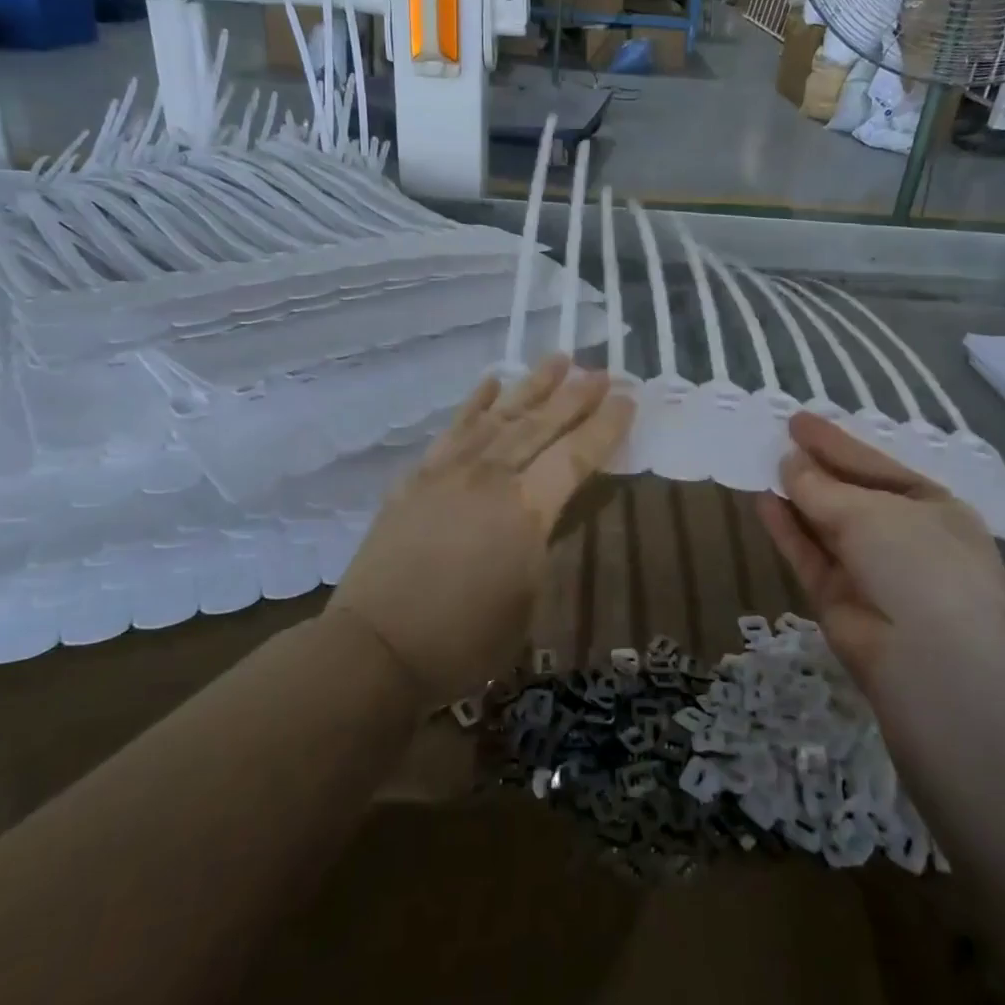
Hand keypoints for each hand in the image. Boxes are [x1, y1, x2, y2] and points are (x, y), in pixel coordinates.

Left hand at [328, 355, 633, 705]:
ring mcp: (449, 471)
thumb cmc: (464, 639)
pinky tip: (491, 382)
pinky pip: (453, 429)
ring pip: (500, 416)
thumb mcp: (527, 599)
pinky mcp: (418, 476)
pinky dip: (475, 403)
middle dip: (574, 395)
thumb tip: (553, 508)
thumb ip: (544, 542)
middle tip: (601, 370)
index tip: (627, 397)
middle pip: (540, 425)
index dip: (604, 426)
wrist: (377, 646)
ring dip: (531, 385)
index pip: (575, 455)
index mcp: (526, 511)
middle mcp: (490, 477)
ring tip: (558, 359)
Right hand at [755, 411, 1004, 688]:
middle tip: (777, 440)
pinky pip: (809, 557)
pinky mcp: (839, 603)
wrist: (938, 668)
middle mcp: (903, 539)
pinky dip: (787, 531)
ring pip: (825, 526)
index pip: (874, 466)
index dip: (836, 443)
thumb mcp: (872, 513)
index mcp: (931, 508)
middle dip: (816, 469)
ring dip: (797, 498)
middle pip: (850, 495)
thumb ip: (822, 487)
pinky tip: (763, 502)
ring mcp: (871, 573)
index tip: (798, 421)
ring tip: (763, 465)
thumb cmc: (922, 565)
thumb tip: (789, 463)